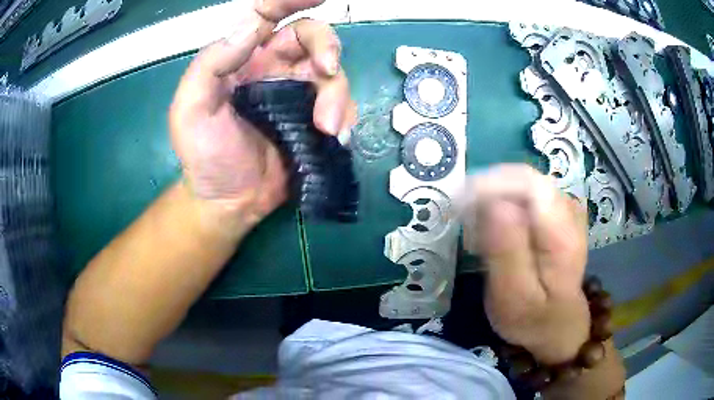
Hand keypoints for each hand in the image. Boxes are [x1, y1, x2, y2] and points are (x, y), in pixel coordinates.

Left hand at [169, 0, 355, 227]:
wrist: (228, 201)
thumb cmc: (203, 155)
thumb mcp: (191, 108)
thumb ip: (211, 62)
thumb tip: (252, 23)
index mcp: (242, 58)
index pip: (268, 15)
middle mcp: (273, 67)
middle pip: (311, 36)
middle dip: (326, 46)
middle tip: (328, 69)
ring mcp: (297, 93)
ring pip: (332, 71)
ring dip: (337, 94)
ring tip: (327, 128)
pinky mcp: (314, 119)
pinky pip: (340, 104)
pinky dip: (345, 114)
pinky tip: (334, 136)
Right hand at [461, 164, 589, 364]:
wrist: (557, 324)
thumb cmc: (533, 318)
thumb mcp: (514, 296)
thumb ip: (506, 252)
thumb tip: (493, 204)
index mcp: (562, 232)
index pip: (527, 182)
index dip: (490, 184)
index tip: (460, 206)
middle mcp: (568, 209)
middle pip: (522, 179)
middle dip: (488, 193)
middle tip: (465, 226)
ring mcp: (564, 208)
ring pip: (520, 184)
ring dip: (493, 200)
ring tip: (477, 233)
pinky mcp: (556, 212)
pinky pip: (524, 194)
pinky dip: (502, 206)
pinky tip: (494, 231)